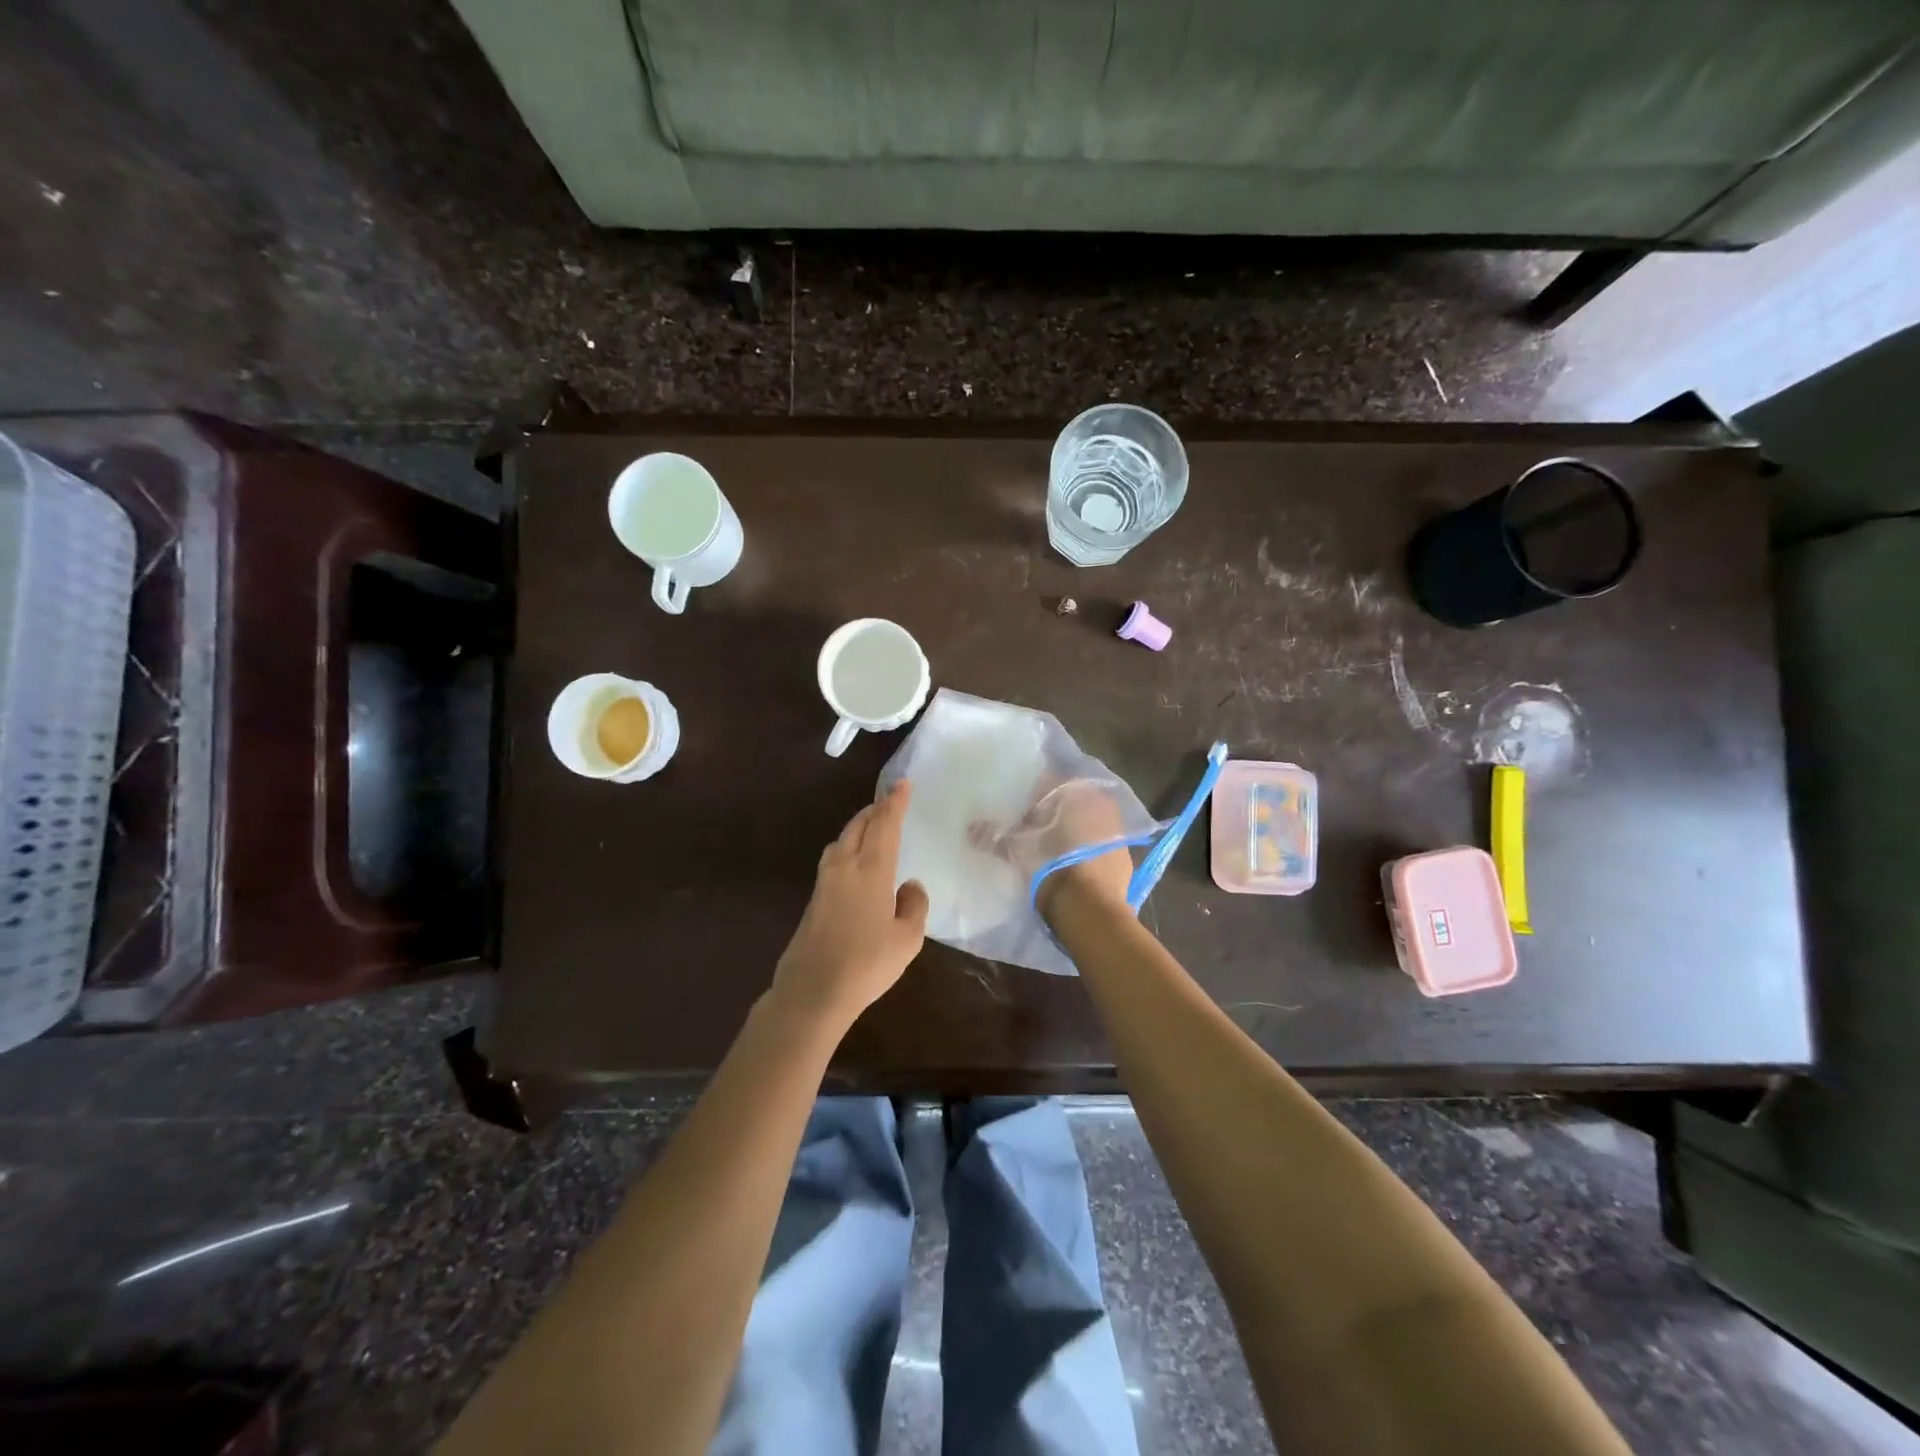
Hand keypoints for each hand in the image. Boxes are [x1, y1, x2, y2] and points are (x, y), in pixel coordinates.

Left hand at [770, 780, 929, 1033]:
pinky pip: (833, 859)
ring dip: (858, 827)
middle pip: (858, 826)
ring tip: (871, 828)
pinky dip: (847, 848)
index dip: (894, 803)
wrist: (812, 991)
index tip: (902, 784)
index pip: (885, 825)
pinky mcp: (814, 900)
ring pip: (841, 841)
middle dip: (875, 810)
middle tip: (888, 802)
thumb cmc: (867, 963)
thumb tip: (909, 885)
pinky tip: (854, 863)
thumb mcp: (907, 939)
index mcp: (871, 869)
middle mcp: (845, 867)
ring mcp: (824, 883)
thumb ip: (914, 906)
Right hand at [974, 778, 1133, 920]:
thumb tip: (970, 829)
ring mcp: (1117, 829)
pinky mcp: (1124, 855)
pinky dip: (1085, 850)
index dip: (1031, 798)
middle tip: (1032, 831)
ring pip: (1086, 822)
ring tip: (1049, 849)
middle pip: (1069, 803)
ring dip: (1070, 831)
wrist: (1090, 909)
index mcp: (1076, 791)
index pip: (1050, 783)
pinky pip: (1099, 844)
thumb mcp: (1018, 849)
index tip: (1019, 814)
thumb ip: (994, 836)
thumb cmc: (1051, 866)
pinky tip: (1071, 865)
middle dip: (1052, 814)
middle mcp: (1101, 803)